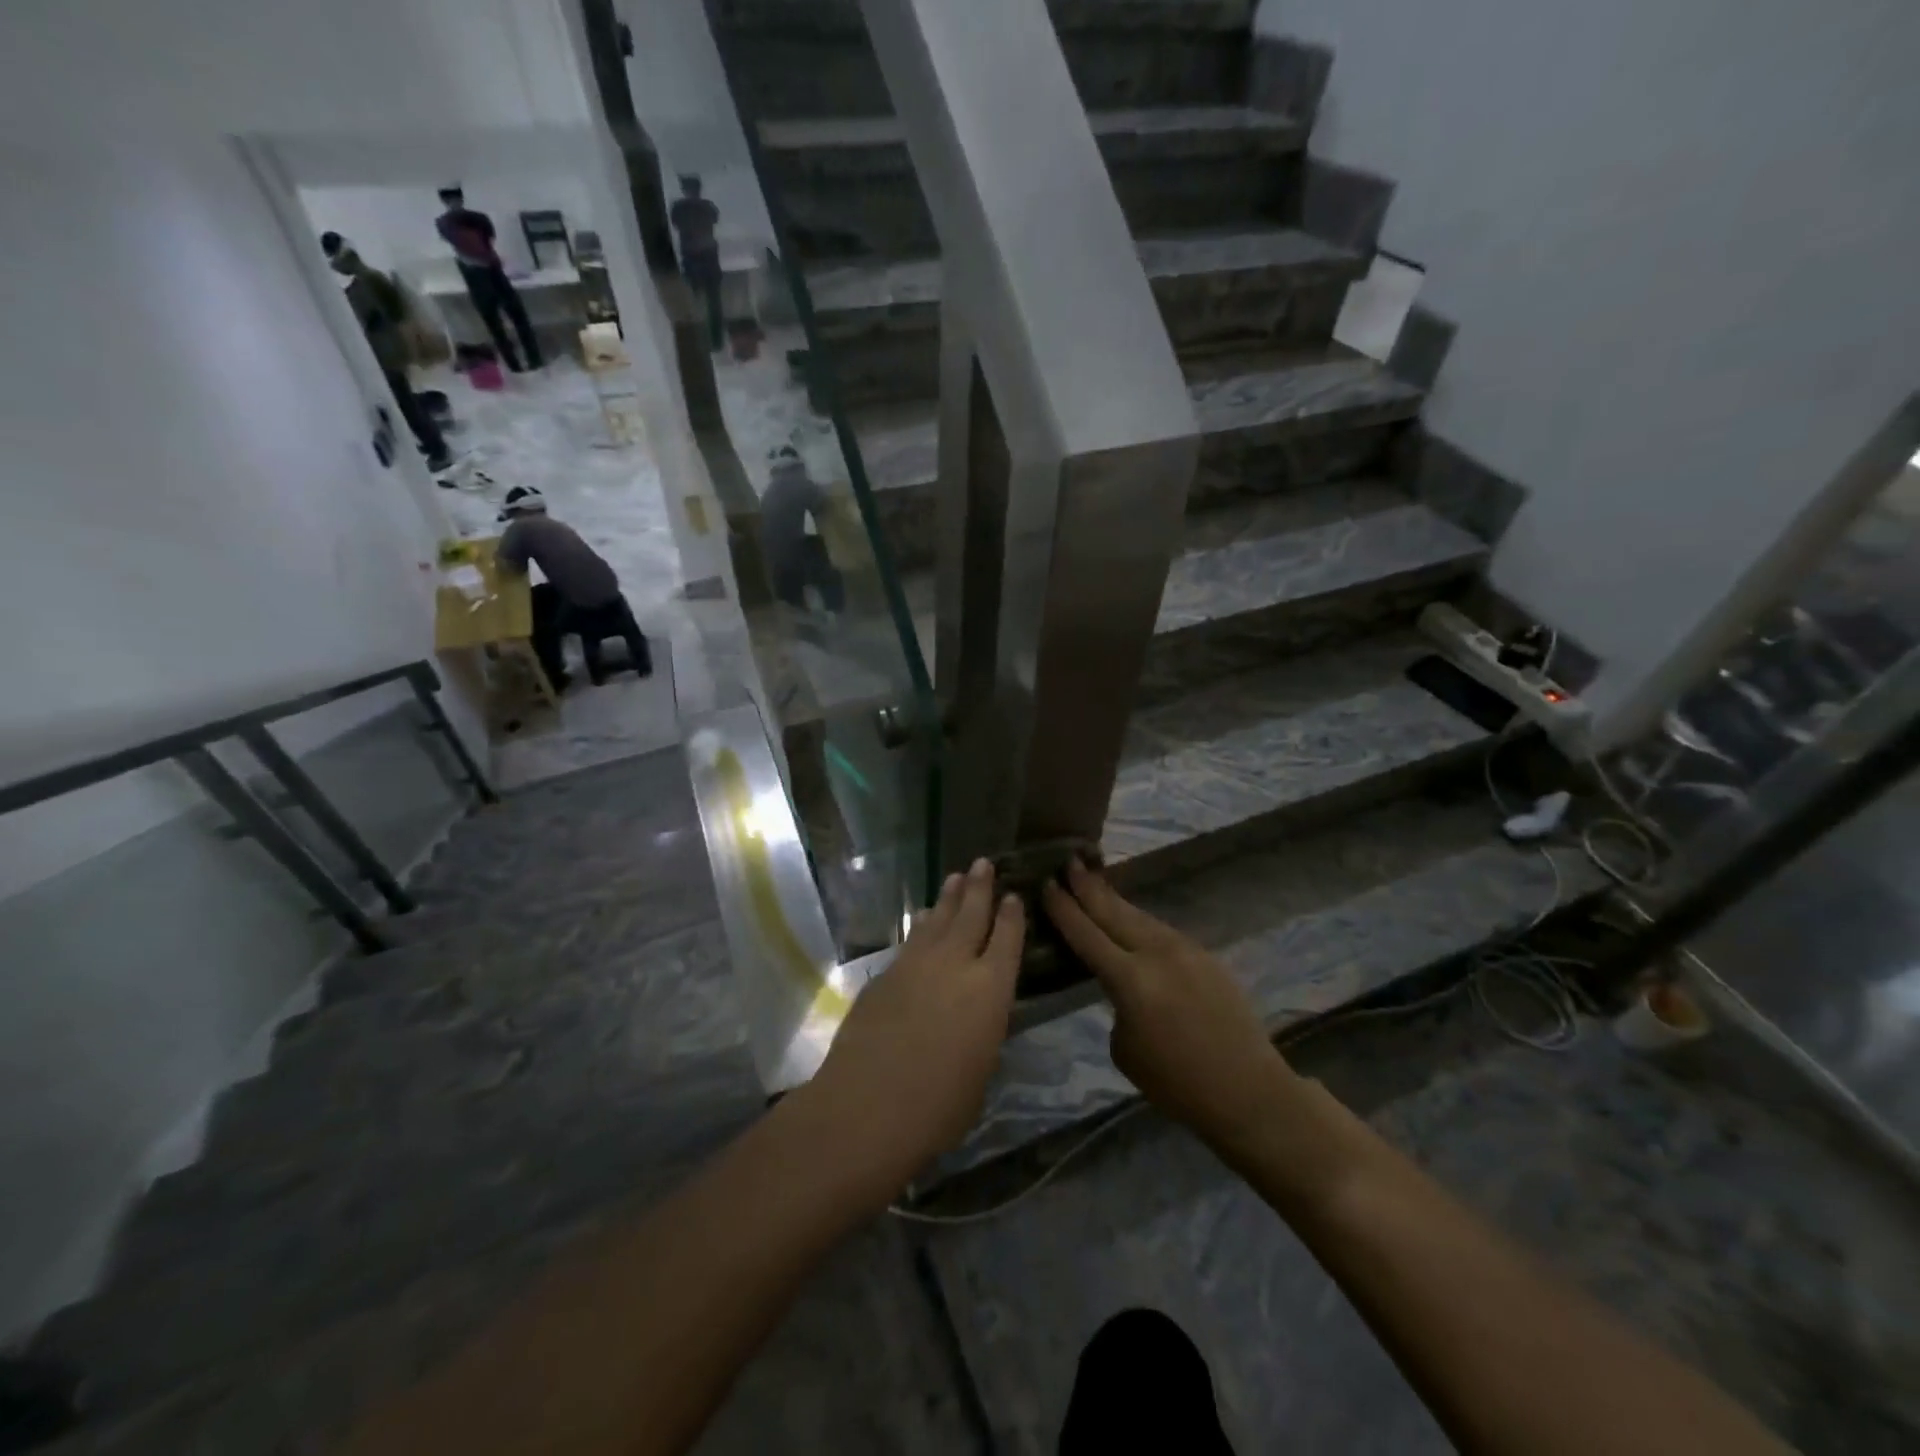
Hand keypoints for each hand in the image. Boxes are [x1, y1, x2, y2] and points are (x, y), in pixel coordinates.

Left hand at [808, 859, 1025, 1192]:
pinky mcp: (885, 974)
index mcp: (990, 989)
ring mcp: (916, 964)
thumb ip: (982, 1030)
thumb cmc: (940, 1105)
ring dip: (949, 898)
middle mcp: (955, 964)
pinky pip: (912, 939)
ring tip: (956, 878)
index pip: (1007, 940)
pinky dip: (922, 925)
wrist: (868, 1104)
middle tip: (983, 862)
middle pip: (971, 915)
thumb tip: (975, 1012)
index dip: (1011, 916)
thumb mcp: (981, 1069)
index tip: (1012, 895)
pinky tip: (923, 919)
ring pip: (938, 920)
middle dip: (979, 887)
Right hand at [1043, 859, 1295, 1153]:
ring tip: (1094, 880)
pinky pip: (1162, 931)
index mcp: (1131, 980)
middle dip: (1088, 886)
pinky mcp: (1205, 955)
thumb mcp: (1124, 1048)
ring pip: (1140, 916)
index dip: (1064, 908)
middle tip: (1069, 862)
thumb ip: (1116, 1004)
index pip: (1086, 934)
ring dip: (1114, 899)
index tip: (1047, 883)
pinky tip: (1131, 919)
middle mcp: (1157, 954)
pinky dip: (1140, 921)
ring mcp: (1185, 950)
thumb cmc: (1176, 1084)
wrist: (1247, 1090)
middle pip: (1114, 911)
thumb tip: (1122, 984)